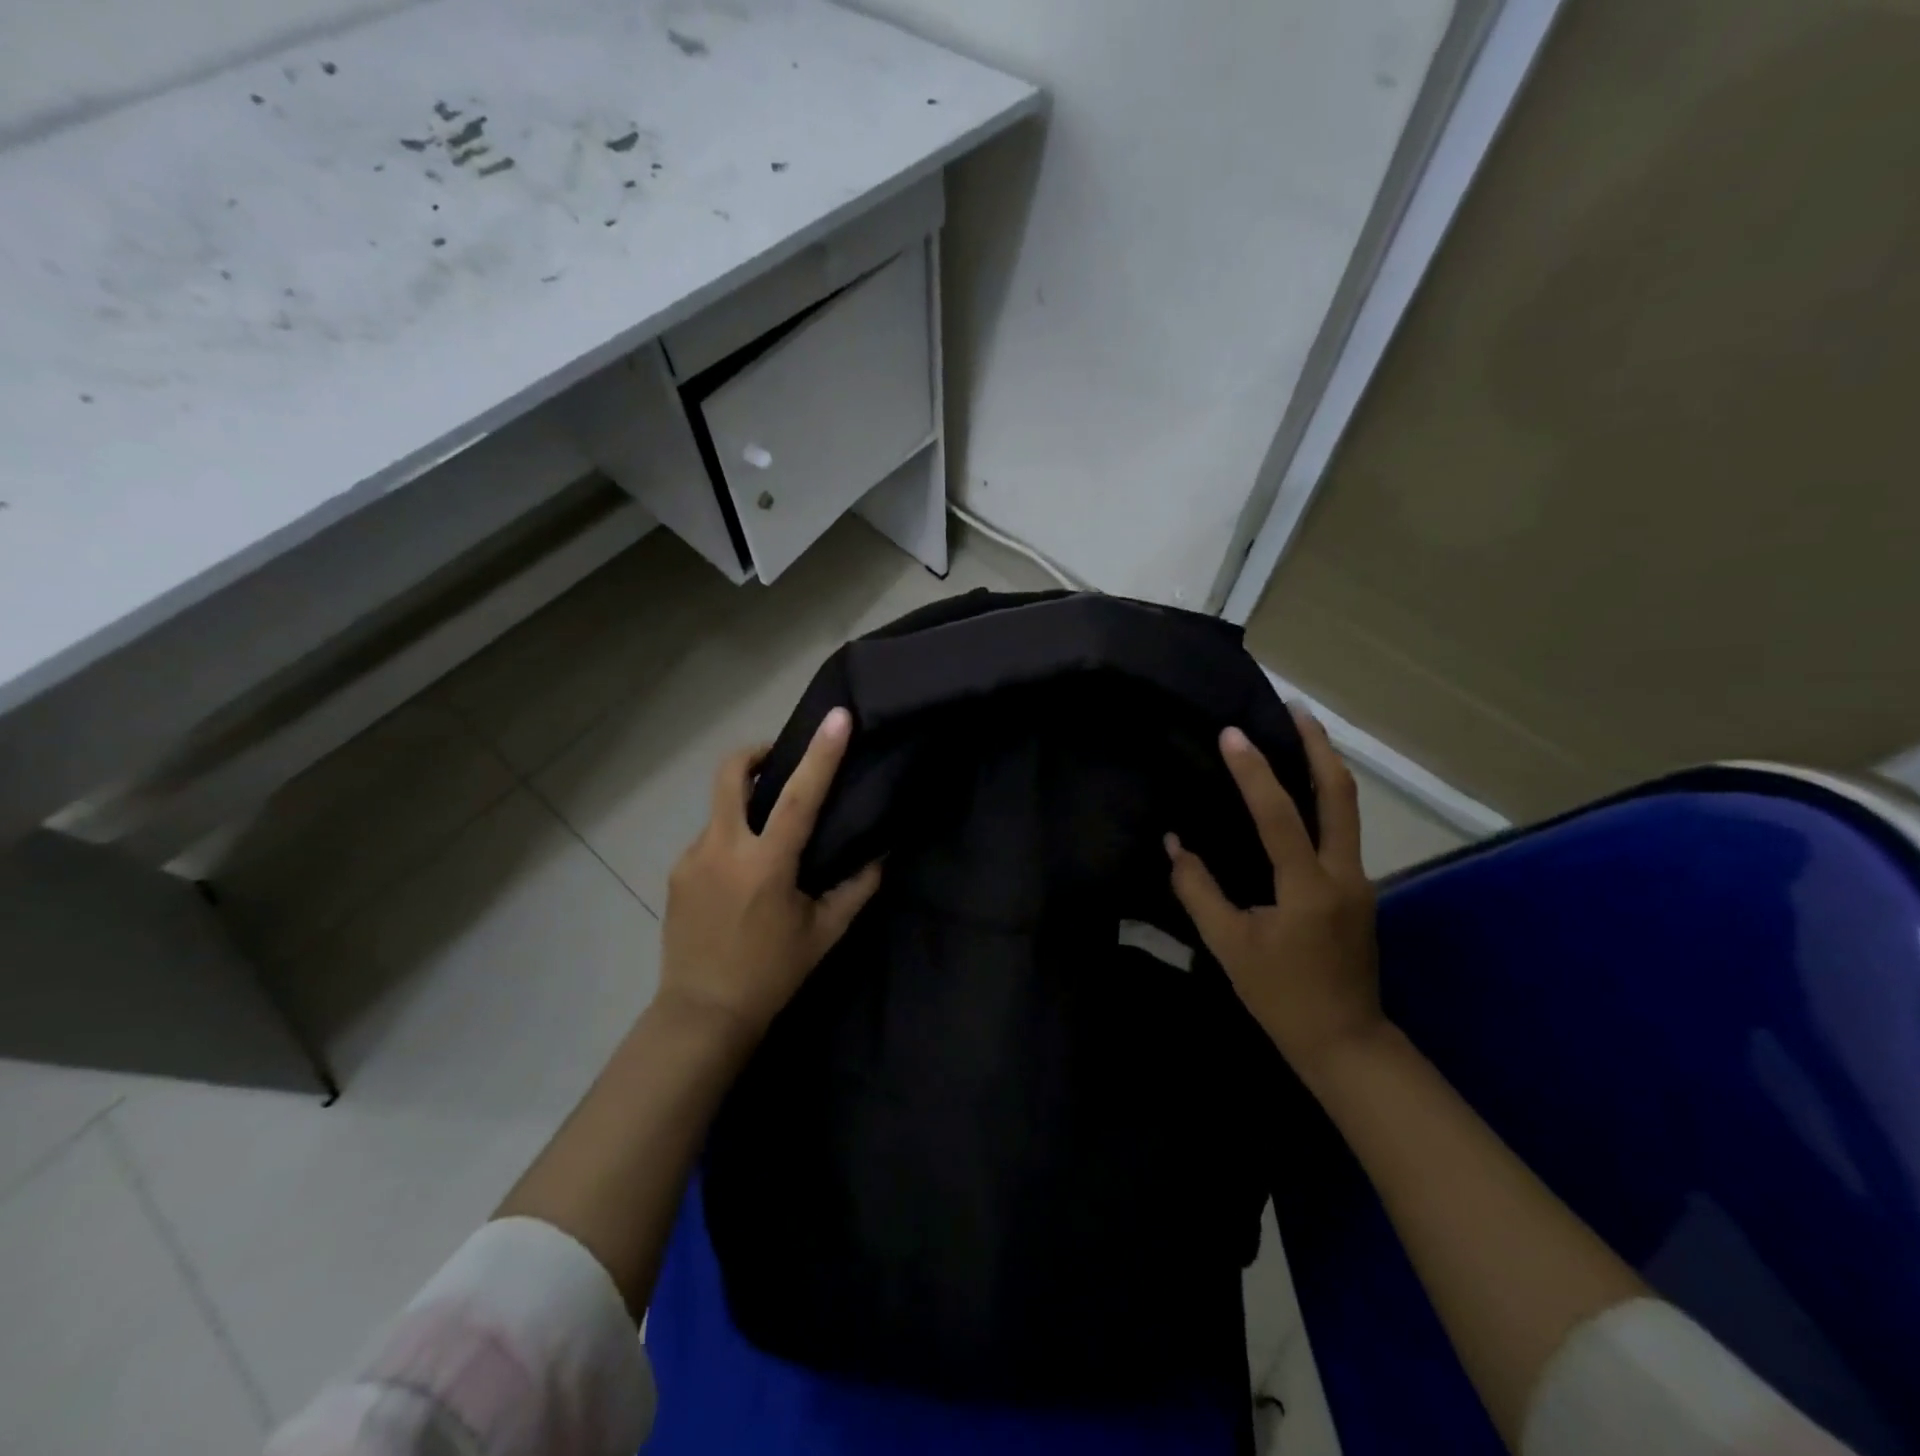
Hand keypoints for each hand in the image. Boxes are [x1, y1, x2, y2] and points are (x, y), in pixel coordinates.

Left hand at [660, 708, 882, 1038]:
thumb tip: (881, 853)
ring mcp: (692, 859)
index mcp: (766, 865)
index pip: (799, 796)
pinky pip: (709, 840)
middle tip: (778, 761)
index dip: (821, 754)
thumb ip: (856, 888)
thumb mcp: (824, 933)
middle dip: (754, 753)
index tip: (837, 718)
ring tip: (767, 841)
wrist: (702, 1013)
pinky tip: (742, 877)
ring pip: (720, 809)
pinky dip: (731, 840)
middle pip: (729, 774)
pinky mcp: (676, 873)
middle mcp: (723, 850)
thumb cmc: (772, 973)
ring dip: (745, 806)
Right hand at [1165, 708, 1383, 1088]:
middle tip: (1294, 709)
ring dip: (1324, 766)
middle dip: (1318, 747)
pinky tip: (1297, 791)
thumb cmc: (1281, 995)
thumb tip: (1174, 844)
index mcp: (1308, 889)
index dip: (1254, 773)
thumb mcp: (1229, 946)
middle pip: (1340, 794)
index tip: (1231, 734)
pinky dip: (1322, 797)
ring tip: (1299, 733)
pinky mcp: (1357, 889)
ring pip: (1347, 808)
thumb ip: (1198, 890)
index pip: (1279, 816)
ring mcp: (1358, 880)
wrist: (1345, 1041)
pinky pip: (1340, 829)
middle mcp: (1343, 874)